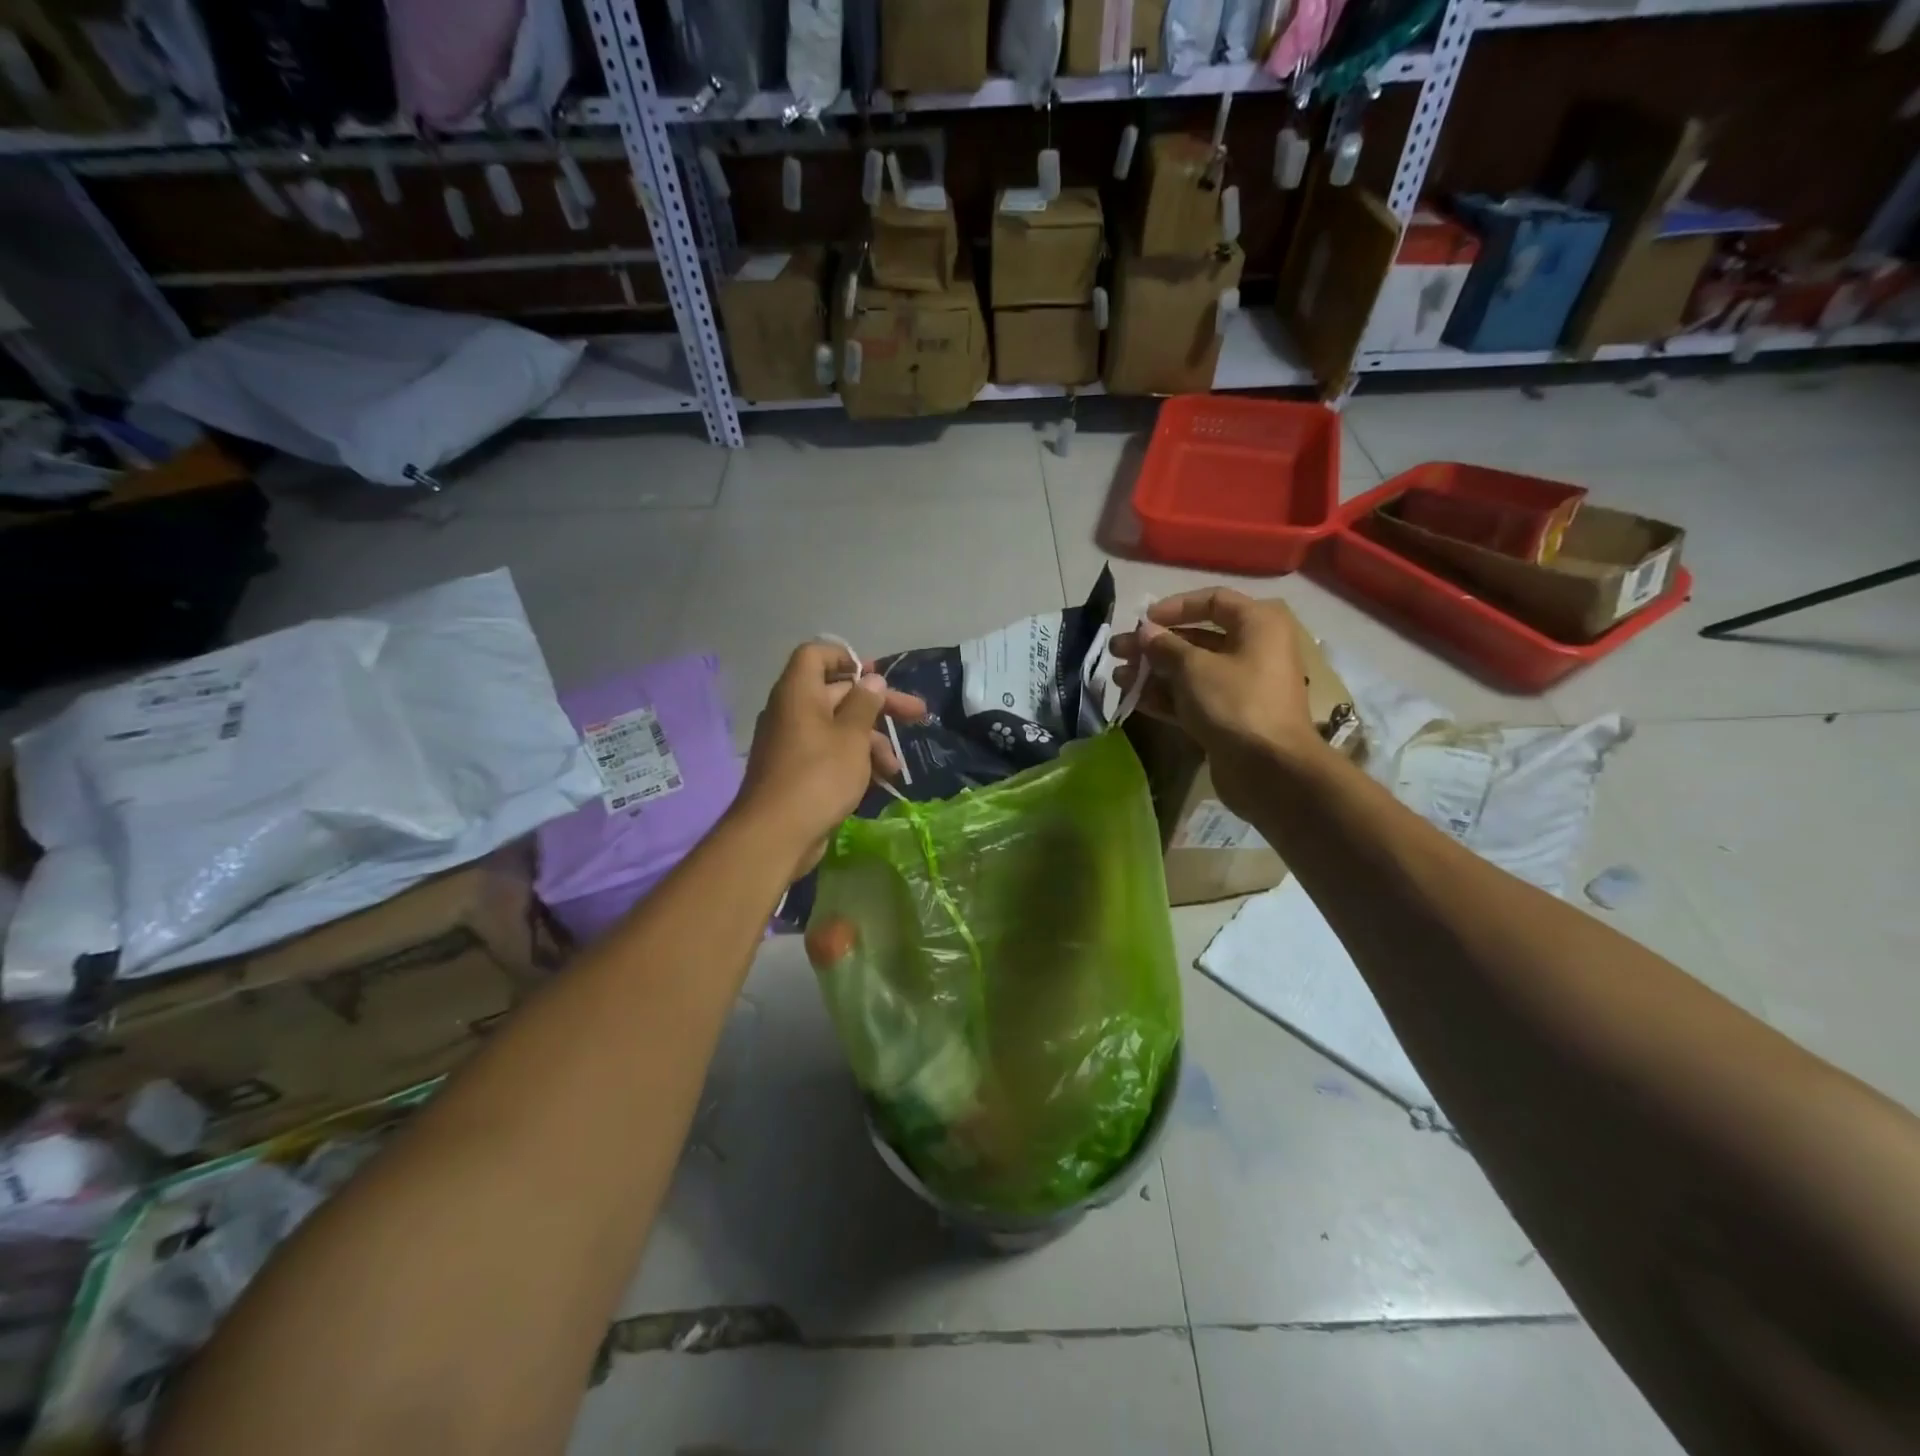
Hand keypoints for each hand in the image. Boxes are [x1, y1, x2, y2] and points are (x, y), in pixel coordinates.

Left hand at [734, 642, 927, 877]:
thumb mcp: (852, 737)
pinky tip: (880, 782)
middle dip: (878, 706)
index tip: (876, 675)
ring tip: (895, 768)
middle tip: (917, 715)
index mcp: (799, 693)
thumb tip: (872, 679)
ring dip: (871, 742)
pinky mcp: (798, 773)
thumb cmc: (818, 776)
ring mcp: (793, 744)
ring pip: (838, 728)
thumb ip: (865, 704)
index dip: (847, 657)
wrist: (776, 835)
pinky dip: (855, 761)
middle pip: (838, 694)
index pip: (816, 655)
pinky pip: (830, 754)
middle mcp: (792, 712)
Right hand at [1110, 587, 1326, 813]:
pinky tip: (1135, 700)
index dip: (1174, 607)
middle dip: (1154, 646)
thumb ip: (1165, 646)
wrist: (1270, 768)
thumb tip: (1146, 632)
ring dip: (1154, 673)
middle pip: (1197, 638)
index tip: (1142, 621)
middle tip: (1118, 651)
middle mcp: (1254, 649)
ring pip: (1192, 671)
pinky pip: (1195, 698)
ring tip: (1118, 679)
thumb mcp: (1194, 667)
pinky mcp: (1231, 716)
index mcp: (1258, 624)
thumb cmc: (1235, 702)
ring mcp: (1243, 685)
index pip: (1213, 600)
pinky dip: (1167, 697)